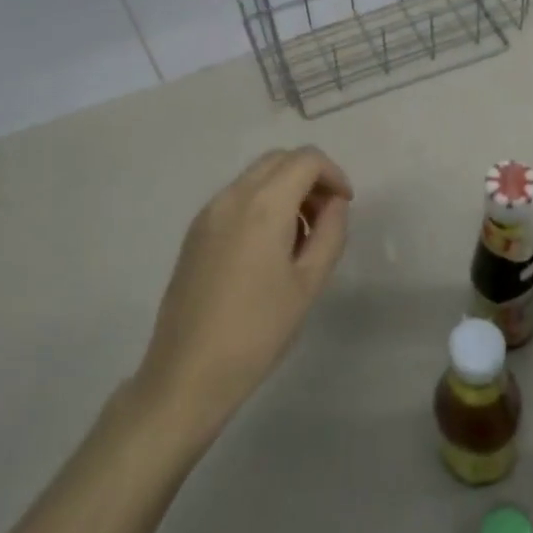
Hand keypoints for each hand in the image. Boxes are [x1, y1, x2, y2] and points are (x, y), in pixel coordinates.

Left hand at [135, 147, 352, 441]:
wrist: (188, 372)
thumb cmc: (258, 331)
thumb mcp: (309, 283)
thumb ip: (330, 233)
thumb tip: (335, 204)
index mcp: (263, 205)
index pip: (306, 159)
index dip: (334, 174)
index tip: (345, 206)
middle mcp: (232, 196)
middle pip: (279, 159)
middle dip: (310, 177)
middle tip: (325, 218)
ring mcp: (208, 212)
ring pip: (256, 176)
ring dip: (285, 189)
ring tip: (299, 237)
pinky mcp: (195, 232)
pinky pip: (236, 197)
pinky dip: (261, 203)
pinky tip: (268, 248)